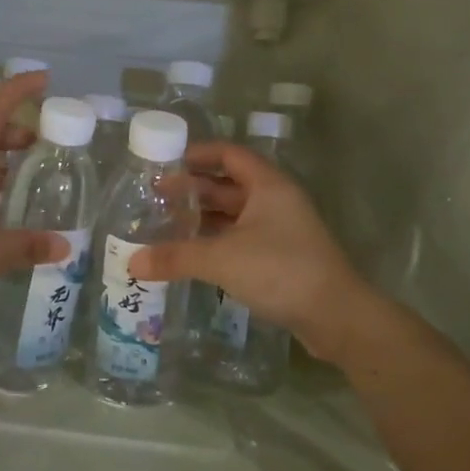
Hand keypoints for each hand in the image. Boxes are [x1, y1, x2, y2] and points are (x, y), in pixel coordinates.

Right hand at [128, 143, 379, 363]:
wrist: (337, 316)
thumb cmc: (281, 271)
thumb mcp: (222, 259)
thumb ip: (176, 257)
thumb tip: (132, 262)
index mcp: (267, 185)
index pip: (229, 154)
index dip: (199, 154)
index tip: (167, 160)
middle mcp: (276, 200)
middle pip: (229, 184)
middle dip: (194, 189)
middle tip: (157, 196)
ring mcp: (282, 229)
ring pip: (236, 213)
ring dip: (205, 217)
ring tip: (168, 223)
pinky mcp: (283, 256)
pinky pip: (243, 237)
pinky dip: (218, 239)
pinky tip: (194, 252)